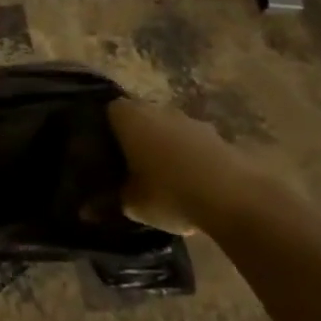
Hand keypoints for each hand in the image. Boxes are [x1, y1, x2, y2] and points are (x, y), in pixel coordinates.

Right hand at [107, 97, 255, 232]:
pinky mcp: (218, 137)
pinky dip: (190, 159)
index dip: (105, 129)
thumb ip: (109, 201)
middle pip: (140, 117)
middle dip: (136, 138)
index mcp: (129, 117)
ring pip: (168, 130)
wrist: (235, 198)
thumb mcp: (132, 205)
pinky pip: (194, 145)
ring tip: (162, 179)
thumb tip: (85, 211)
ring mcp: (191, 121)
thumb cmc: (170, 193)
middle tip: (129, 166)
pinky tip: (191, 186)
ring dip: (165, 147)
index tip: (103, 151)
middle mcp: (158, 109)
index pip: (108, 111)